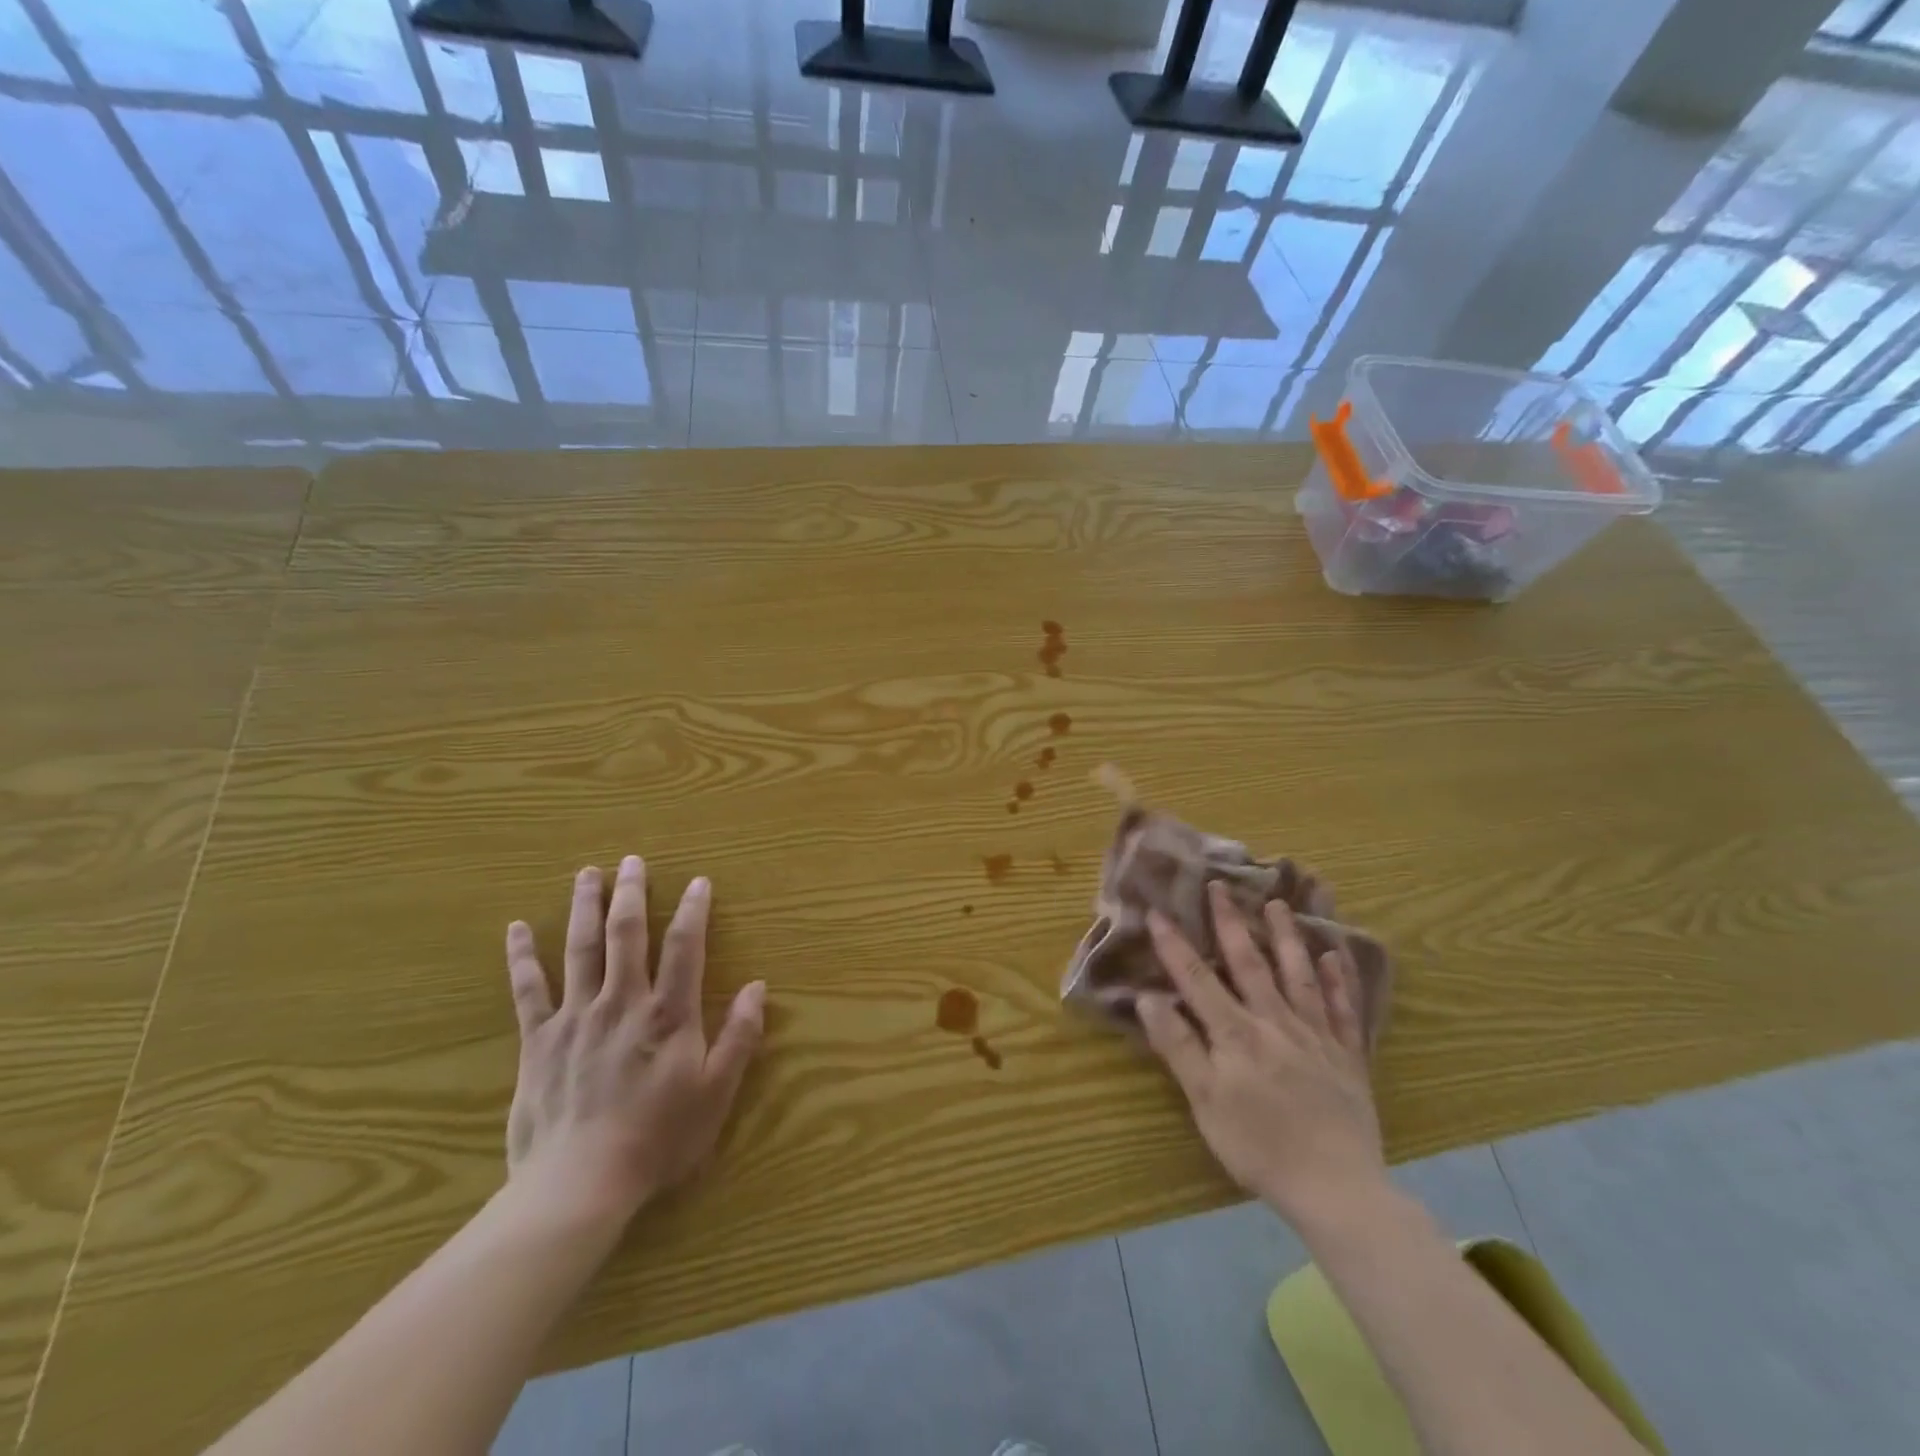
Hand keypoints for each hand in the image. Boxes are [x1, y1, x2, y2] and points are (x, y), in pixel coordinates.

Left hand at [503, 856, 765, 1226]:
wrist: (579, 1185)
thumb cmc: (658, 1138)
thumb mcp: (716, 1092)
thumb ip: (740, 1036)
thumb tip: (758, 986)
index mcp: (668, 1013)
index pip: (685, 946)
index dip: (694, 910)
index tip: (699, 882)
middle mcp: (622, 1001)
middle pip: (627, 934)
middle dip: (632, 893)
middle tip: (632, 860)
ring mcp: (576, 1017)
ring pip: (580, 949)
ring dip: (584, 907)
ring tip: (587, 873)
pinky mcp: (539, 1040)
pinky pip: (528, 990)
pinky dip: (521, 957)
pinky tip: (515, 929)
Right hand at [1138, 881, 1386, 1230]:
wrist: (1337, 1188)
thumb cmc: (1260, 1147)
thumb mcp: (1205, 1102)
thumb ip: (1178, 1047)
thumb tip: (1149, 998)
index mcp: (1237, 1034)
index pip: (1198, 979)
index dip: (1175, 945)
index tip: (1159, 911)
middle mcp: (1276, 1022)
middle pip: (1250, 964)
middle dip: (1231, 923)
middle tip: (1221, 885)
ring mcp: (1316, 1037)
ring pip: (1300, 976)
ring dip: (1286, 937)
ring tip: (1278, 904)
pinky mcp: (1348, 1057)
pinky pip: (1344, 1010)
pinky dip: (1340, 981)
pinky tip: (1335, 956)